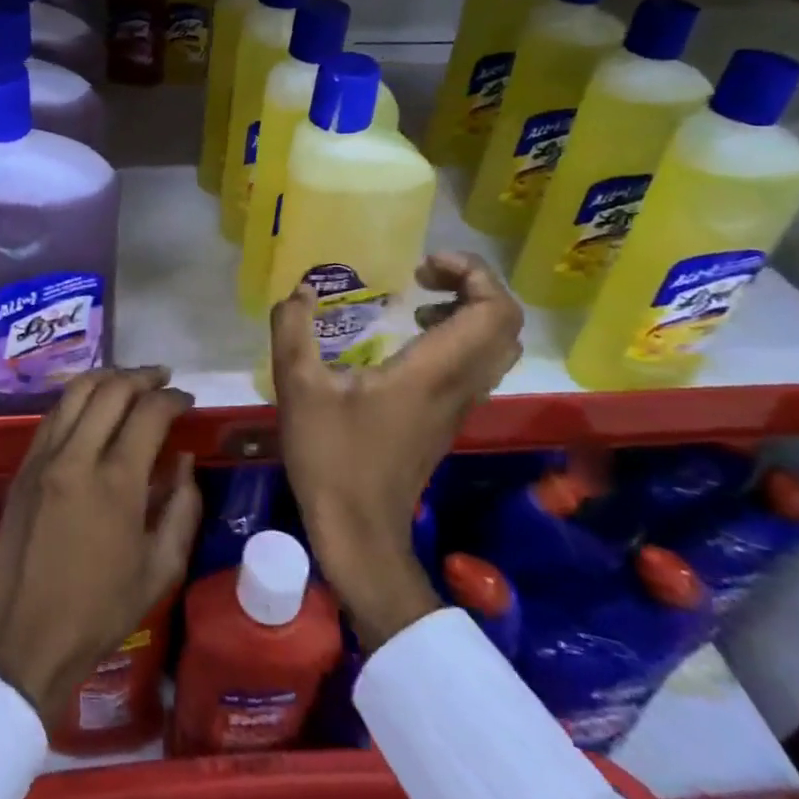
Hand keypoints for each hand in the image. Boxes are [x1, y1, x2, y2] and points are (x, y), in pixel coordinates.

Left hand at [0, 368, 202, 725]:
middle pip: (110, 390)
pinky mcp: (22, 469)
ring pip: (75, 393)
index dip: (173, 398)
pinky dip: (77, 400)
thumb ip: (182, 510)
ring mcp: (43, 459)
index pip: (149, 413)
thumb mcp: (160, 570)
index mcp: (116, 483)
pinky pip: (52, 416)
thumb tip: (184, 463)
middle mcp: (76, 458)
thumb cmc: (99, 612)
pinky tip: (91, 407)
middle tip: (162, 379)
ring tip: (128, 382)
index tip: (187, 400)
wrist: (24, 640)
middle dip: (142, 377)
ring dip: (106, 378)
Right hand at [272, 252, 523, 652]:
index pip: (494, 311)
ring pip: (495, 347)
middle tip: (421, 277)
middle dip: (472, 286)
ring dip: (467, 312)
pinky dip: (456, 338)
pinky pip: (475, 366)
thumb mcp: (298, 388)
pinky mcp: (447, 420)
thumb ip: (293, 329)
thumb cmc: (331, 458)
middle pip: (504, 324)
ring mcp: (458, 406)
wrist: (359, 533)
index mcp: (433, 372)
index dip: (473, 273)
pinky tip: (406, 341)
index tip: (422, 266)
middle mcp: (459, 385)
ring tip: (415, 303)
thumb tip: (302, 290)